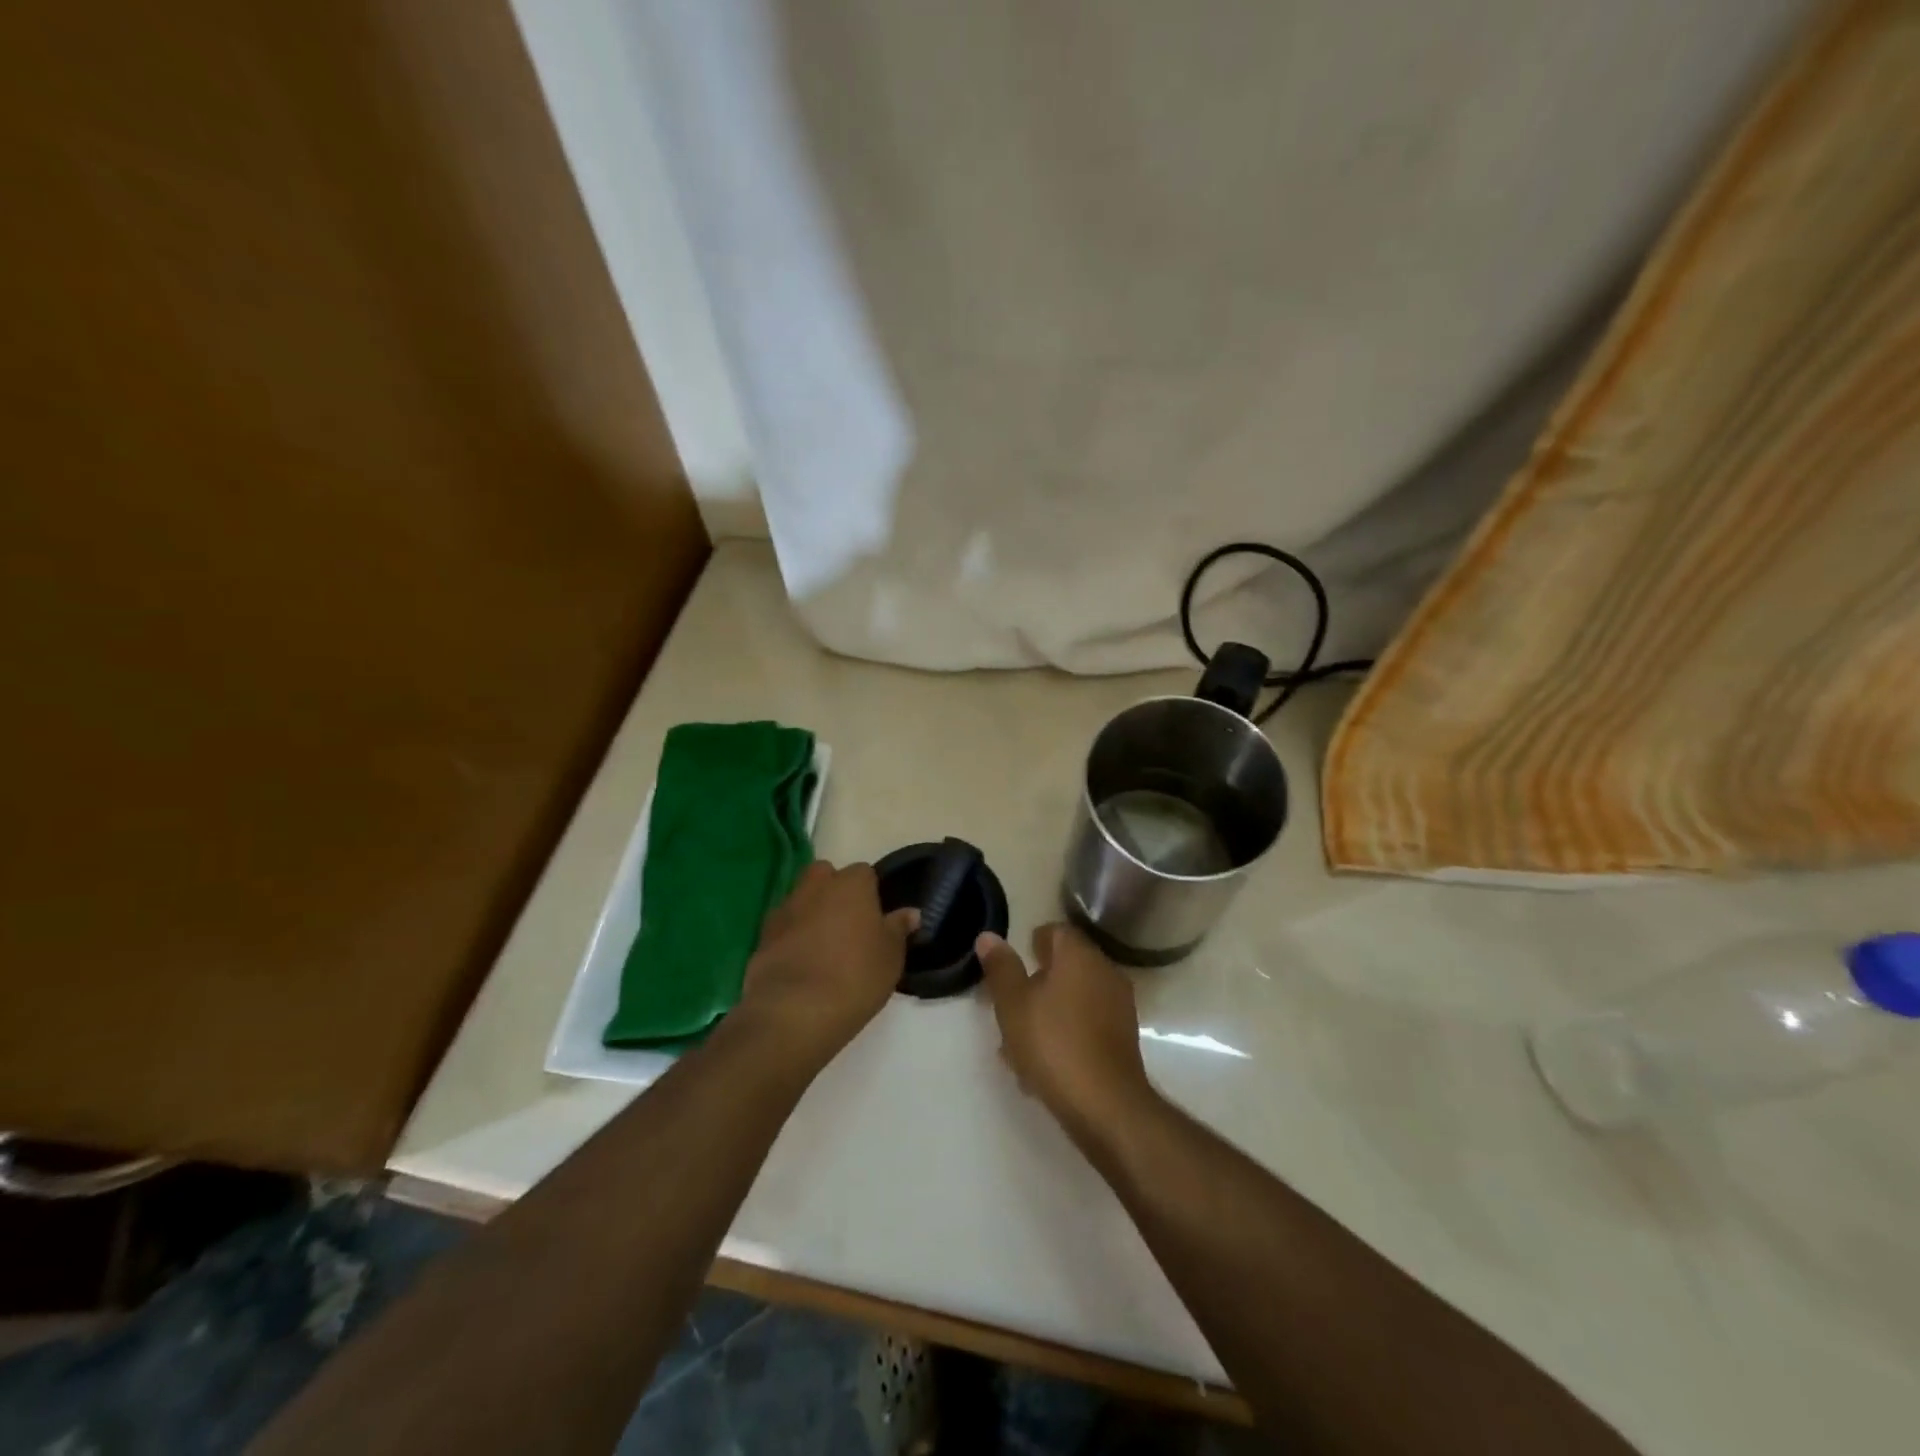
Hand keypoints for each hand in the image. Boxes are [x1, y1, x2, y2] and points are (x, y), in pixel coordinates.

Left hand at [735, 861, 918, 1065]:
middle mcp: (816, 887)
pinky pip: (783, 927)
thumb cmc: (855, 976)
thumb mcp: (891, 956)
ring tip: (824, 947)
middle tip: (847, 925)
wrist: (794, 1011)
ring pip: (801, 899)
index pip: (864, 873)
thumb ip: (898, 929)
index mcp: (852, 884)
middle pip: (825, 875)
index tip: (875, 919)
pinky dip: (791, 937)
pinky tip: (802, 963)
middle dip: (834, 891)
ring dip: (811, 913)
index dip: (870, 893)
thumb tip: (910, 913)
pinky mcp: (762, 936)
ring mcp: (785, 909)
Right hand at [976, 922, 1155, 1145]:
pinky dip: (1065, 1033)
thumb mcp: (1013, 1004)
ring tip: (1017, 1043)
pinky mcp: (1123, 1039)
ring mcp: (1118, 1006)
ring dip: (1047, 1012)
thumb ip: (1001, 968)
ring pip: (1074, 998)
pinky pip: (1087, 1024)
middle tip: (1008, 1006)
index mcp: (1080, 955)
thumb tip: (989, 936)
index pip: (1056, 931)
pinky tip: (1042, 1063)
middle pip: (1066, 966)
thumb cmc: (1054, 1043)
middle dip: (1036, 983)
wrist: (1106, 1105)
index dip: (1032, 943)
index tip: (1012, 965)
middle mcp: (1105, 972)